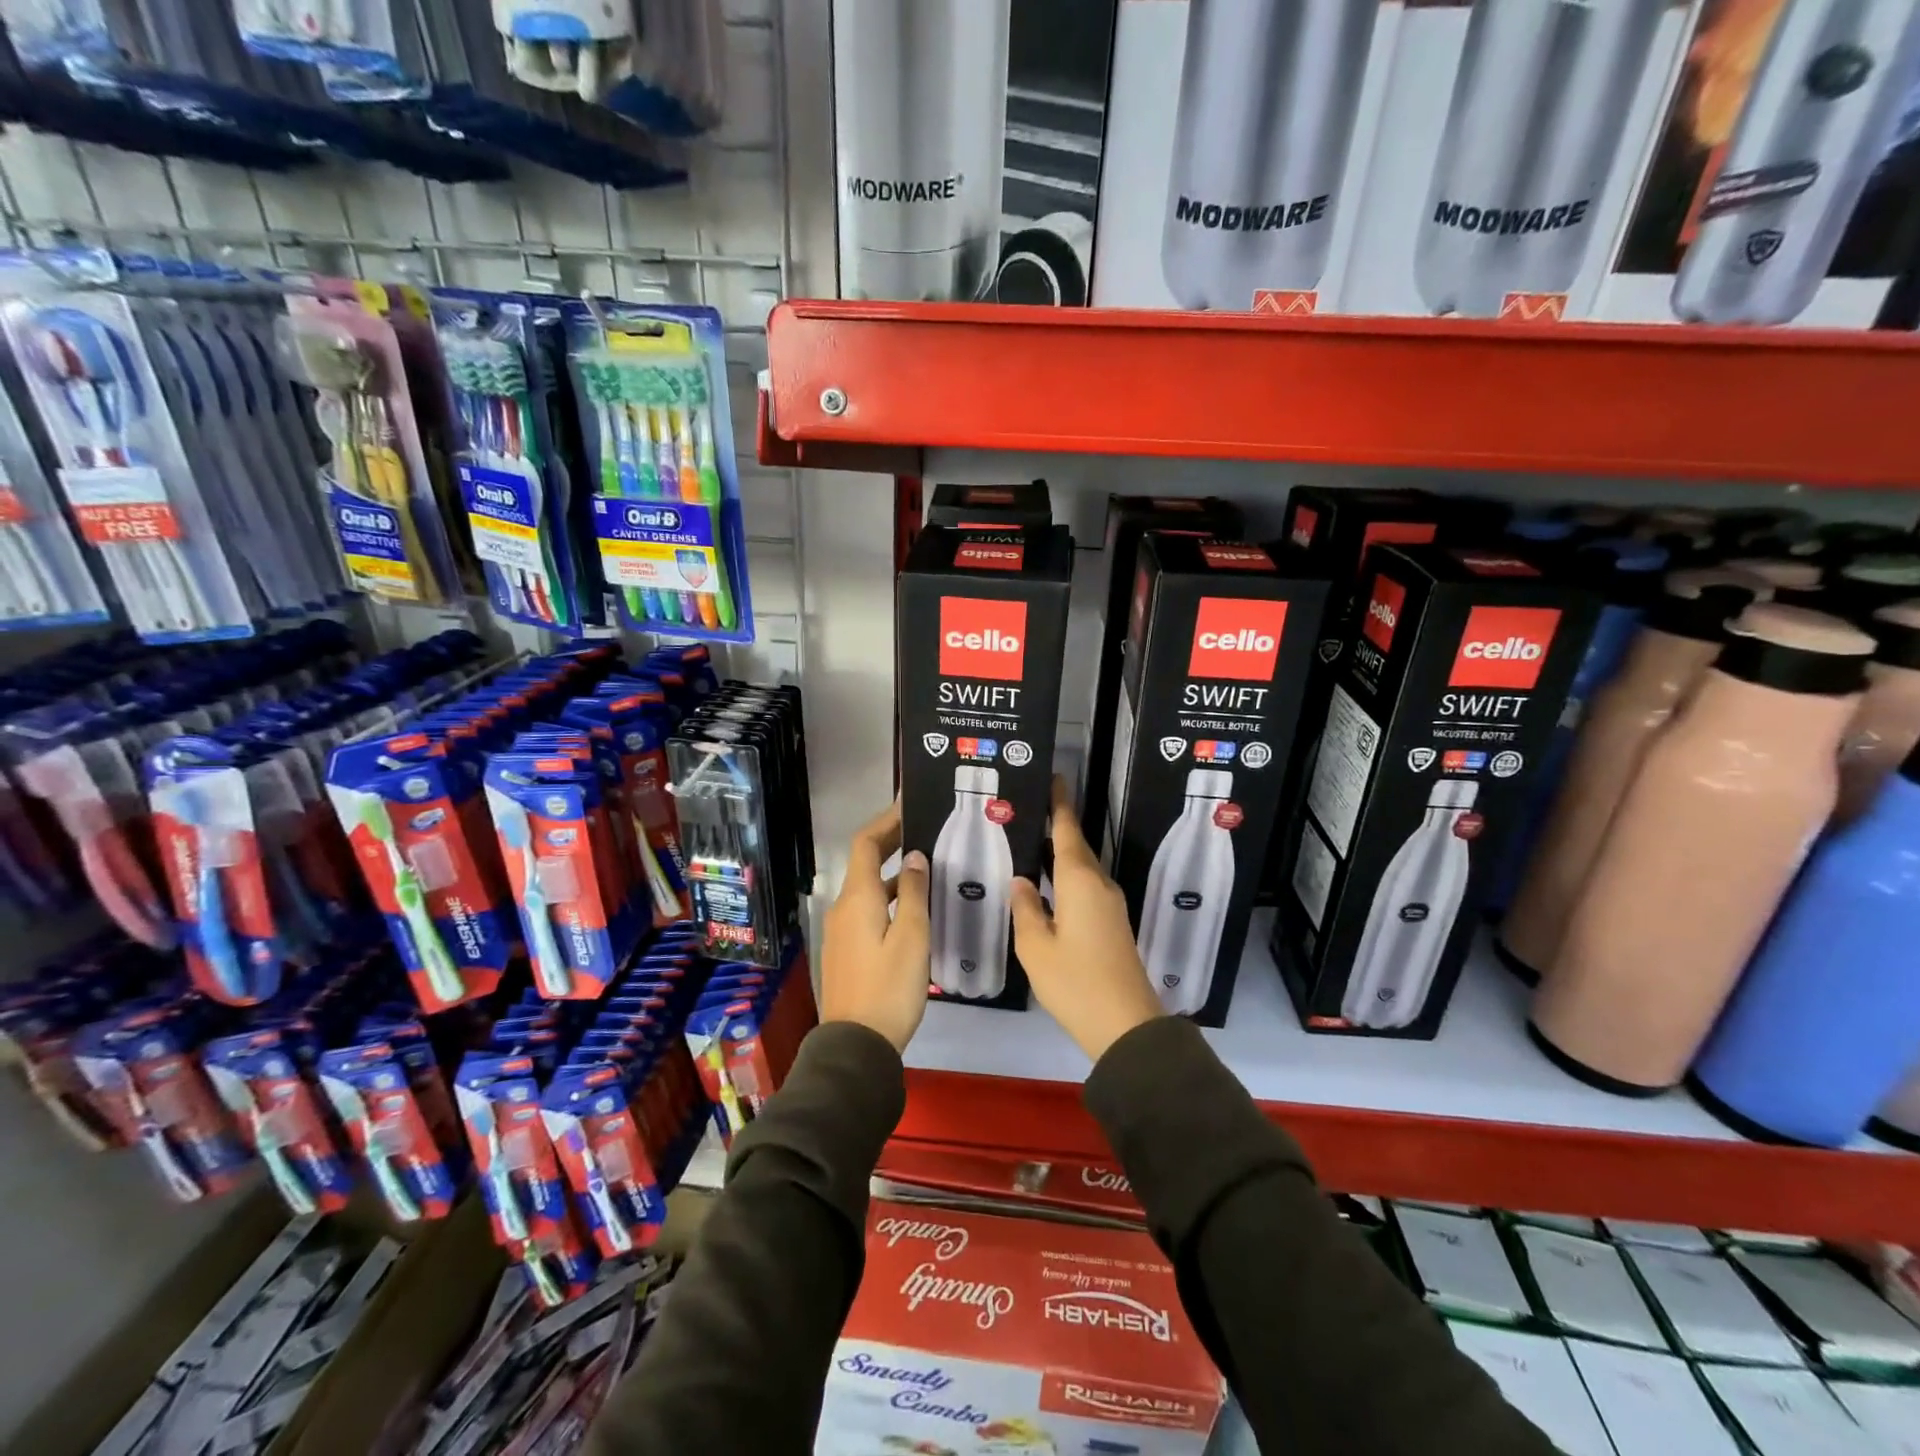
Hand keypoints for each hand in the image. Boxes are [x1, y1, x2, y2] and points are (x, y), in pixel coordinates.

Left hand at [819, 801, 931, 1052]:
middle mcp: (844, 907)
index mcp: (858, 898)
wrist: (856, 1045)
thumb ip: (914, 893)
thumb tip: (914, 856)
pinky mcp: (847, 950)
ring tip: (928, 865)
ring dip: (894, 872)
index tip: (909, 803)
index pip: (866, 843)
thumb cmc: (889, 987)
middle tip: (925, 827)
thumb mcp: (912, 937)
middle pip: (865, 863)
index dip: (886, 820)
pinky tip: (915, 907)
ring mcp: (842, 930)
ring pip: (868, 888)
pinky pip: (868, 909)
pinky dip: (889, 896)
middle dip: (891, 841)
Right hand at [1011, 777, 1163, 1062]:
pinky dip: (1067, 878)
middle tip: (1029, 811)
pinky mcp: (1112, 925)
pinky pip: (1086, 888)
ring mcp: (1110, 906)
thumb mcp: (1036, 947)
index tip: (1054, 778)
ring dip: (1061, 854)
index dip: (1059, 805)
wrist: (1126, 1025)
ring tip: (1031, 844)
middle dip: (1057, 826)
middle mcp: (1099, 885)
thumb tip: (1021, 881)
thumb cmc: (1075, 982)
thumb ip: (1026, 909)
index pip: (1067, 831)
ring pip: (1082, 869)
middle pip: (1077, 847)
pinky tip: (1048, 887)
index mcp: (1080, 882)